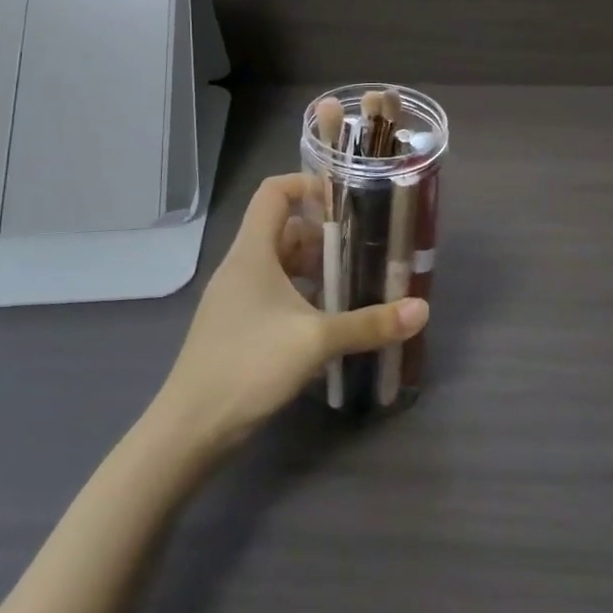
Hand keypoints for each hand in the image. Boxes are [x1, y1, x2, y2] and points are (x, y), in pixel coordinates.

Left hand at [155, 173, 426, 453]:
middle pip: (282, 229)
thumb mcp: (316, 340)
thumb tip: (422, 309)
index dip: (307, 184)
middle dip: (323, 234)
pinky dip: (301, 295)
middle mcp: (241, 267)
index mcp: (252, 252)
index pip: (273, 192)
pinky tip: (327, 319)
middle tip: (363, 247)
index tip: (345, 199)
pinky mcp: (236, 326)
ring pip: (279, 264)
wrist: (191, 428)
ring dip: (314, 268)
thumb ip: (369, 324)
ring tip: (353, 281)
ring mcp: (235, 298)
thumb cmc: (249, 365)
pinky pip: (273, 293)